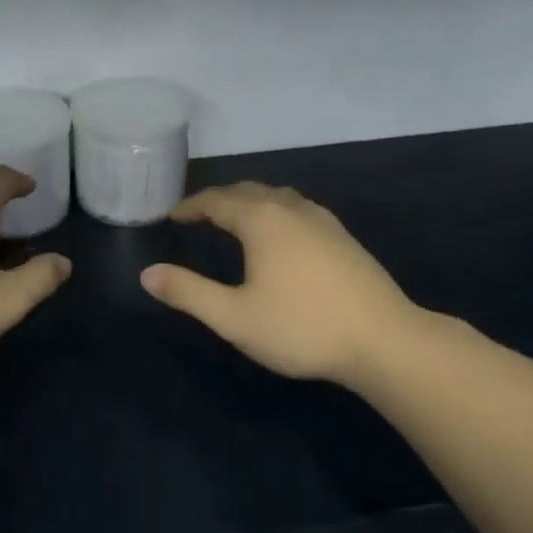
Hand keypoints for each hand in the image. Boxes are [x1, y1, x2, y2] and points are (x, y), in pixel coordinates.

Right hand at [141, 182, 423, 389]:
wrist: (384, 341)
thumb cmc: (301, 327)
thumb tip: (148, 274)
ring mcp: (324, 221)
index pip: (217, 200)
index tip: (172, 216)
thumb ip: (188, 293)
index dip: (191, 206)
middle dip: (219, 200)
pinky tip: (280, 237)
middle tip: (198, 216)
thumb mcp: (233, 317)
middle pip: (249, 191)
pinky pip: (298, 210)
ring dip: (250, 203)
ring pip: (278, 198)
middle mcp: (292, 209)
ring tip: (234, 221)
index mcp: (262, 220)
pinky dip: (275, 213)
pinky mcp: (344, 238)